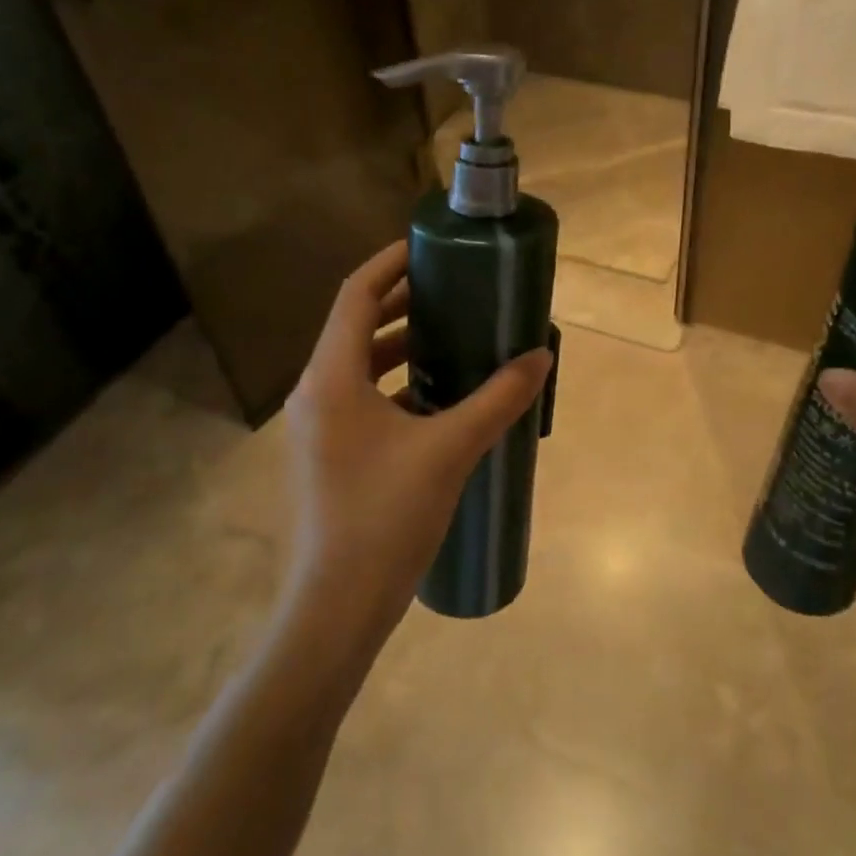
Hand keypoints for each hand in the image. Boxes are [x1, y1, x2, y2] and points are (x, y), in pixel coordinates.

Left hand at [282, 241, 552, 632]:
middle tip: (453, 289)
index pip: (356, 295)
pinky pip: (362, 399)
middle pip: (356, 326)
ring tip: (453, 337)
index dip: (391, 264)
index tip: (430, 247)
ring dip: (401, 346)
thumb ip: (498, 399)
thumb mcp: (450, 451)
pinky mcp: (329, 455)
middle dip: (402, 303)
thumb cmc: (386, 518)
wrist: (337, 608)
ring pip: (359, 365)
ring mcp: (318, 427)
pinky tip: (439, 399)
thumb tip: (540, 357)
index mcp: (331, 378)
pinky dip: (397, 385)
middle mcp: (315, 393)